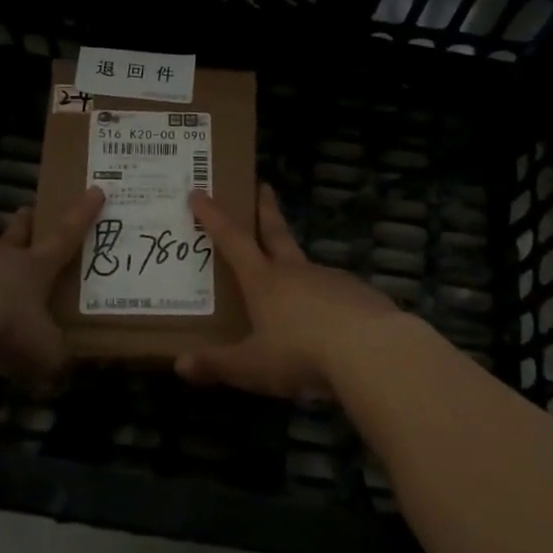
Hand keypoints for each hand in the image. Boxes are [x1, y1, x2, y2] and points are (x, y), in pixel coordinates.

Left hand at [0, 188, 103, 383]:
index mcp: (32, 270)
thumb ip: (51, 356)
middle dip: (22, 221)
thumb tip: (60, 365)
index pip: (64, 238)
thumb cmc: (3, 330)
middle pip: (15, 227)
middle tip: (24, 215)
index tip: (95, 190)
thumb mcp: (41, 352)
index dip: (81, 215)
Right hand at [179, 183, 399, 398]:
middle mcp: (296, 272)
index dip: (214, 217)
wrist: (372, 352)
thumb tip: (180, 364)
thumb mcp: (251, 366)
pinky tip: (330, 319)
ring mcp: (331, 279)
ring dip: (296, 262)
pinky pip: (336, 292)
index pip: (233, 240)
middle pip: (276, 232)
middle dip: (266, 210)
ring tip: (292, 278)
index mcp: (264, 281)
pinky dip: (327, 298)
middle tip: (264, 186)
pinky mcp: (360, 295)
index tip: (201, 192)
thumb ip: (217, 365)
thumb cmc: (301, 354)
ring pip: (308, 265)